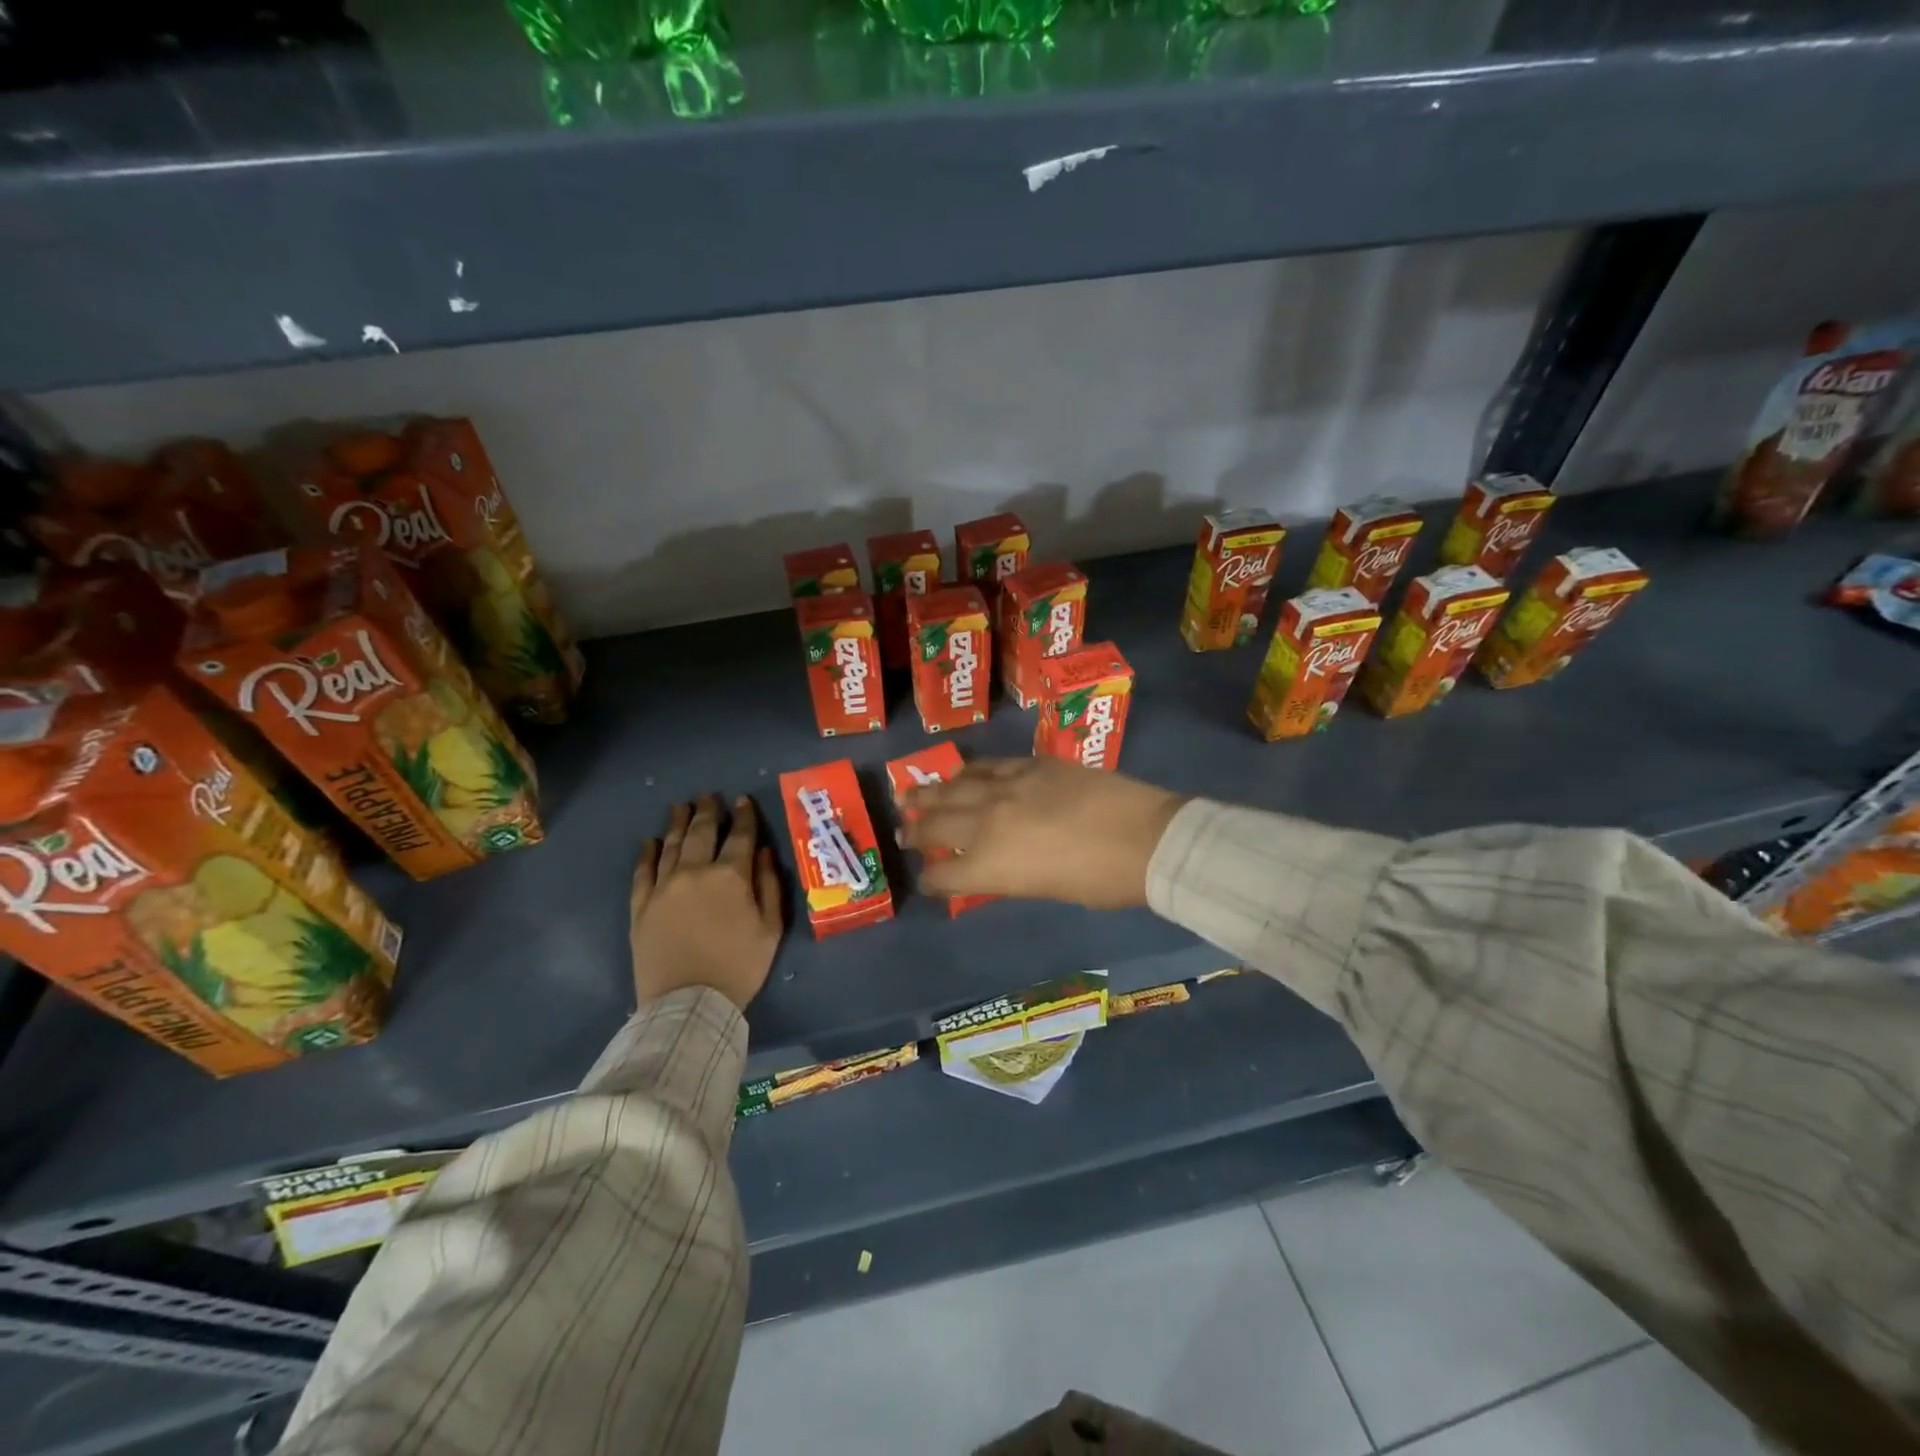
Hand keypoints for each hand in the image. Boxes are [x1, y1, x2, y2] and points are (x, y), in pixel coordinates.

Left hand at [630, 794, 782, 1011]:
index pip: (740, 836)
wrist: (688, 1003)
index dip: (743, 816)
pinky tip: (650, 841)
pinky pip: (643, 871)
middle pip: (701, 832)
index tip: (743, 800)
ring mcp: (663, 887)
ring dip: (678, 823)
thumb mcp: (770, 929)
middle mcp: (695, 872)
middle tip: (709, 796)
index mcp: (730, 876)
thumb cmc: (739, 967)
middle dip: (707, 811)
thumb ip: (770, 886)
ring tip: (682, 807)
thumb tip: (764, 853)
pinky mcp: (641, 906)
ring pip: (671, 845)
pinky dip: (648, 853)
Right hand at [901, 758, 1186, 908]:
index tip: (927, 879)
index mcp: (991, 867)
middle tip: (902, 830)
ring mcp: (1008, 788)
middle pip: (938, 826)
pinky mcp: (1031, 765)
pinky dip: (969, 771)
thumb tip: (999, 865)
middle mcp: (988, 825)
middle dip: (915, 830)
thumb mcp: (1047, 889)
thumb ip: (1012, 875)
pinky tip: (959, 772)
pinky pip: (989, 765)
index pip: (944, 875)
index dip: (932, 879)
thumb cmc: (1103, 882)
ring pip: (955, 787)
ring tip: (910, 793)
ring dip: (929, 792)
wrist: (1146, 839)